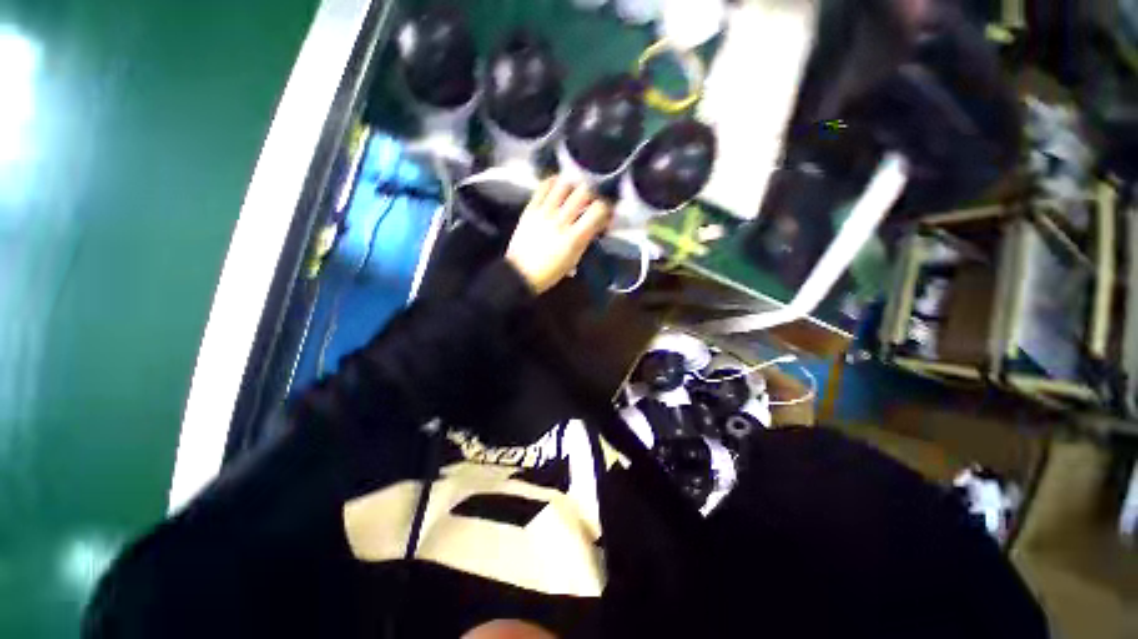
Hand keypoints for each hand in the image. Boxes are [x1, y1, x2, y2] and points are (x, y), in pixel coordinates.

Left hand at [506, 177, 610, 293]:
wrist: (520, 273)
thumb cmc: (550, 272)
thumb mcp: (574, 259)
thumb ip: (585, 239)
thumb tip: (595, 225)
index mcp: (574, 237)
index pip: (598, 209)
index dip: (606, 208)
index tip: (605, 214)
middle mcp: (561, 220)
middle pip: (584, 191)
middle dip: (592, 194)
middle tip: (590, 201)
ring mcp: (544, 212)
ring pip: (564, 184)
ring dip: (573, 186)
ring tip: (573, 192)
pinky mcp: (530, 208)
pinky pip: (543, 186)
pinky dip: (553, 182)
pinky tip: (558, 187)